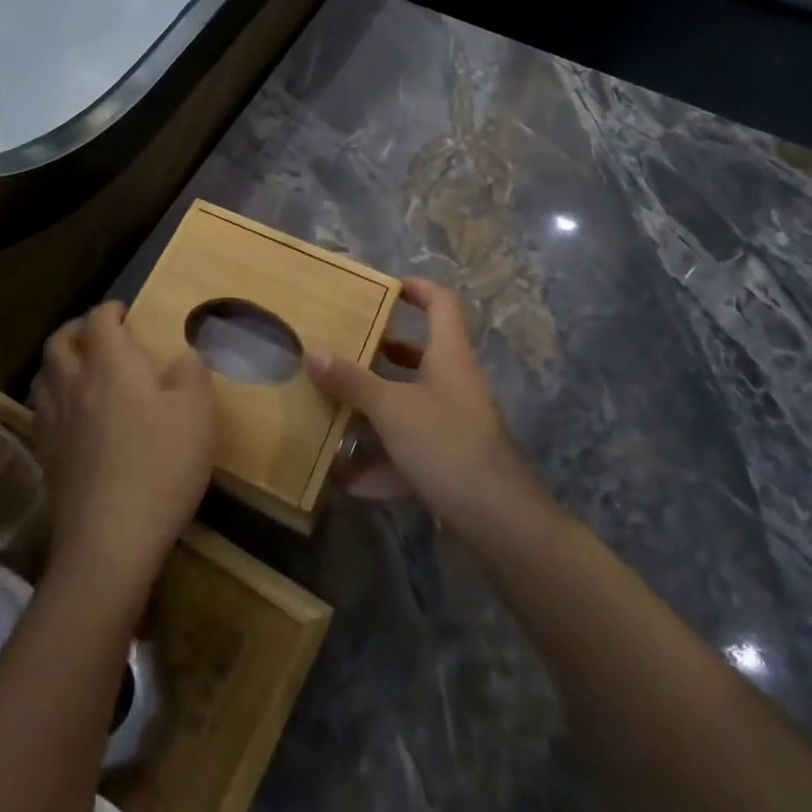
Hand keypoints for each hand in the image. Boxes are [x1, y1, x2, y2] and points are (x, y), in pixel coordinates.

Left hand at [33, 302, 214, 595]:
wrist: (110, 540)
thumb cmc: (161, 465)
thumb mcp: (197, 413)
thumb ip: (193, 373)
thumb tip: (185, 354)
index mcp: (111, 365)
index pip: (99, 320)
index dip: (110, 310)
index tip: (125, 312)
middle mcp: (75, 384)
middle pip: (60, 342)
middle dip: (77, 329)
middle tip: (98, 333)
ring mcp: (54, 421)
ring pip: (44, 374)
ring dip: (60, 360)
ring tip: (79, 367)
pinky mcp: (46, 456)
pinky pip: (41, 410)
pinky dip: (54, 396)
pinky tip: (71, 414)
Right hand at [307, 278, 545, 542]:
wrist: (498, 523)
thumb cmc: (447, 445)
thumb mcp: (392, 409)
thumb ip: (352, 381)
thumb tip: (313, 352)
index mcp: (449, 355)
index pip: (441, 303)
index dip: (416, 288)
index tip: (382, 288)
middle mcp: (454, 383)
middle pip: (418, 354)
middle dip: (379, 353)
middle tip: (341, 348)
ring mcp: (453, 425)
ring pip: (408, 405)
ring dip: (373, 410)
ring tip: (332, 407)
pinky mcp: (449, 464)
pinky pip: (408, 452)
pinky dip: (380, 463)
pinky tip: (346, 480)